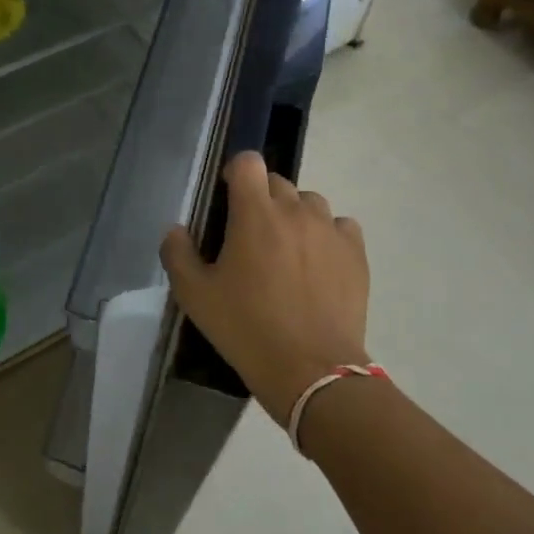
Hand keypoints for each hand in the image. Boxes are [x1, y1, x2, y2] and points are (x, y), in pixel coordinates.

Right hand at [159, 151, 369, 424]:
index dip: (235, 173)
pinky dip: (327, 235)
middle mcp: (295, 211)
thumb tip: (176, 230)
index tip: (227, 198)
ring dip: (295, 216)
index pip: (248, 162)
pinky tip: (318, 263)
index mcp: (254, 213)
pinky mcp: (356, 254)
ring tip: (287, 250)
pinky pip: (341, 226)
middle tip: (251, 236)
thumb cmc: (246, 328)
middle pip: (278, 182)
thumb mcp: (195, 296)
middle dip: (262, 200)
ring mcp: (330, 230)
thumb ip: (177, 254)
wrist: (312, 371)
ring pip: (310, 202)